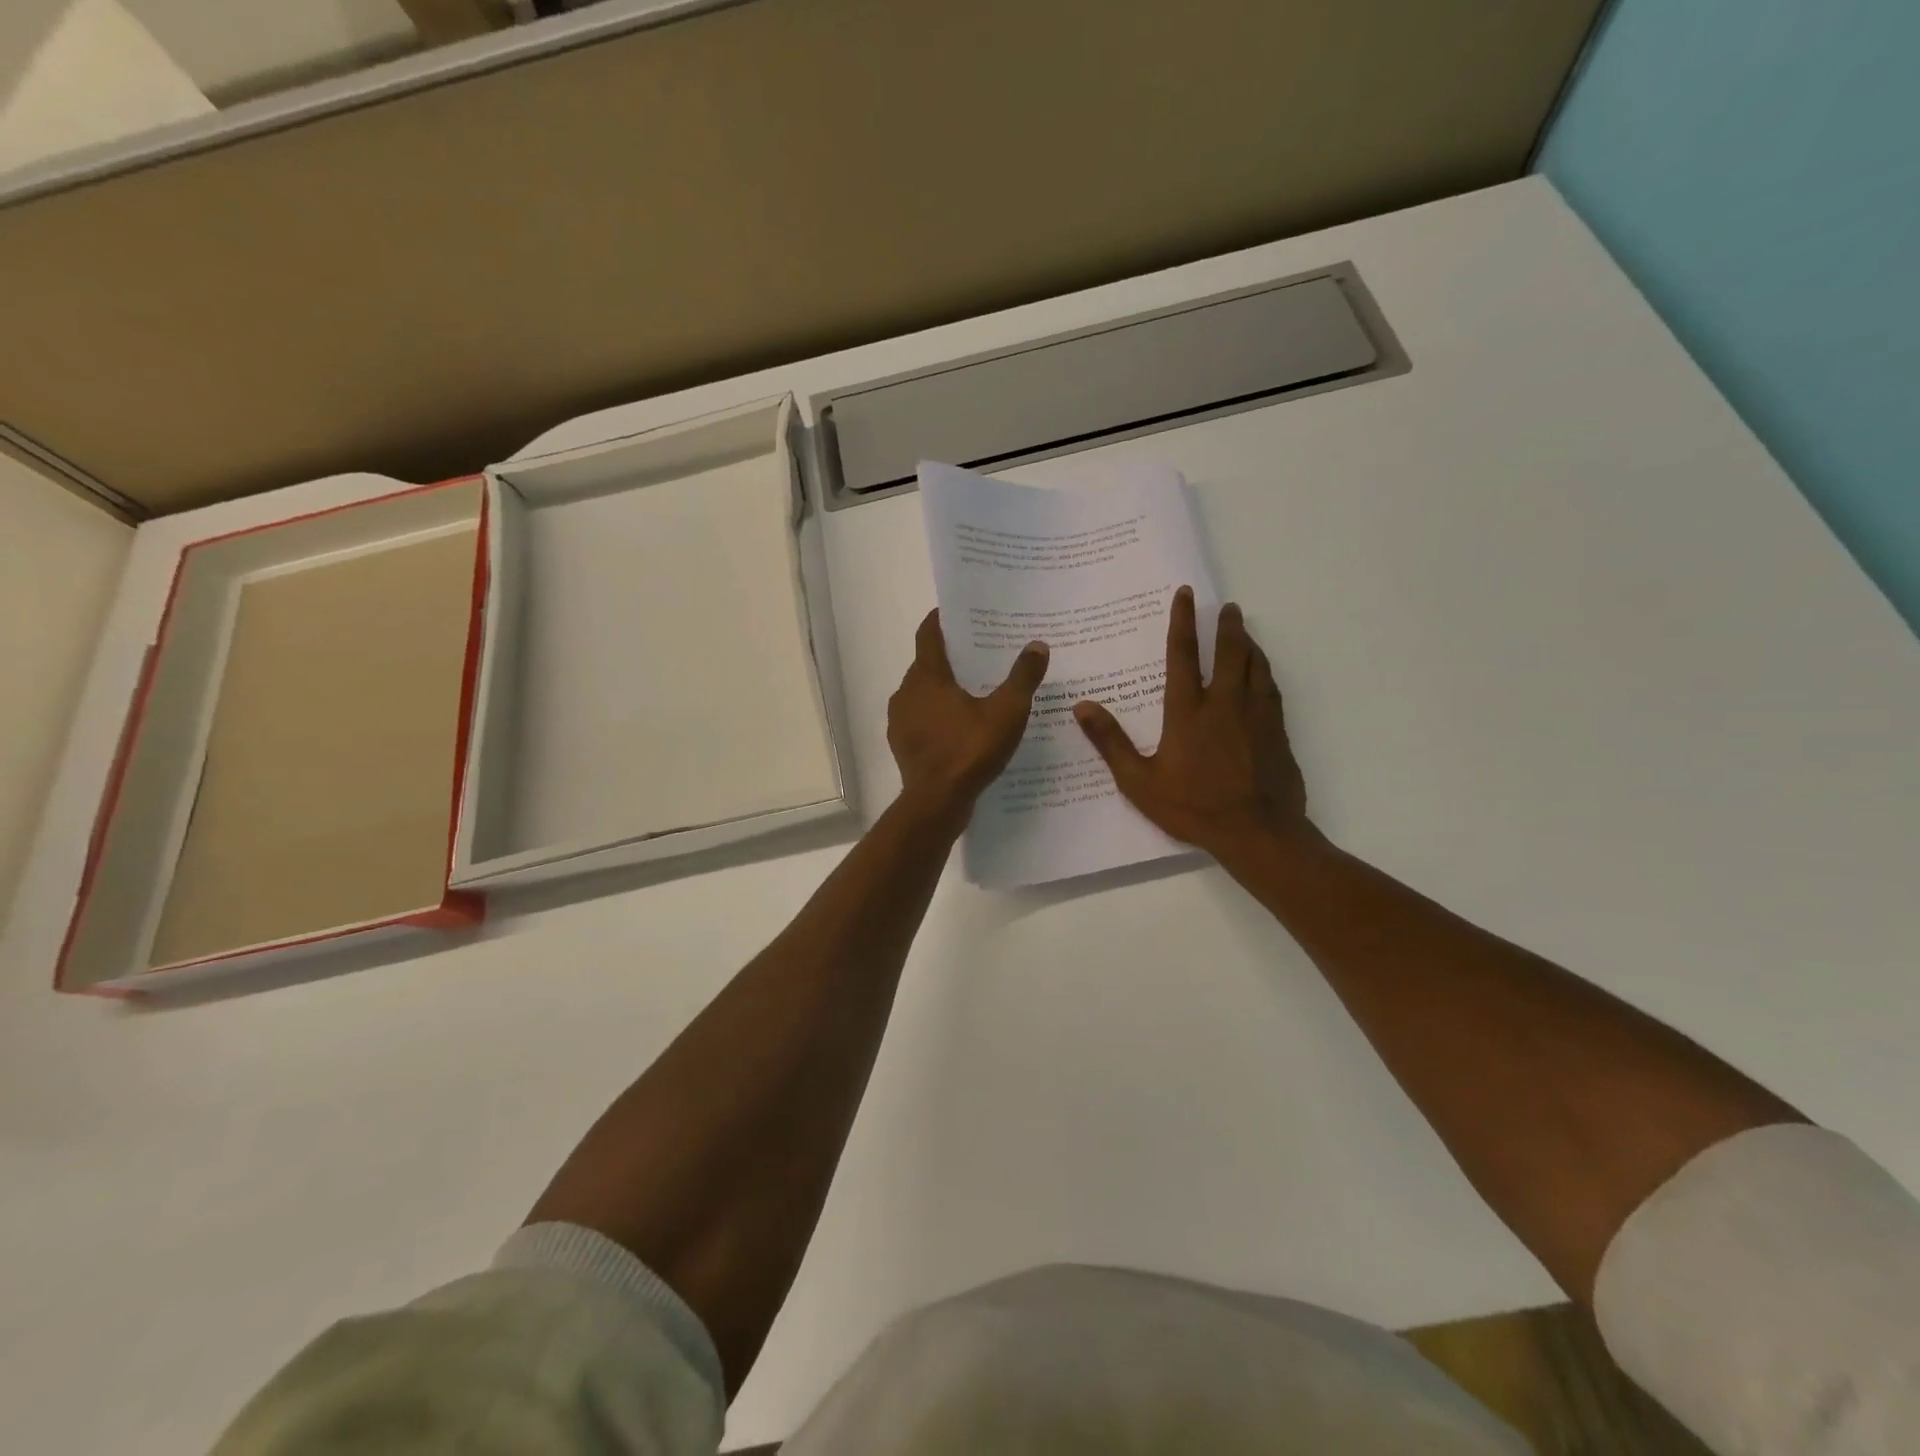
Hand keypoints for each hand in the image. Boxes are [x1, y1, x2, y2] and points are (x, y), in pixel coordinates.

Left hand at [888, 610, 1048, 824]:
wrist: (936, 802)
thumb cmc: (970, 750)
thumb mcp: (1007, 712)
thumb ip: (1022, 677)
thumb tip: (1037, 645)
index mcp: (927, 676)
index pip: (928, 634)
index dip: (941, 619)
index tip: (957, 612)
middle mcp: (906, 692)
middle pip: (926, 664)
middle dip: (950, 657)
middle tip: (980, 654)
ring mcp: (900, 721)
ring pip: (922, 693)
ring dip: (943, 689)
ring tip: (974, 691)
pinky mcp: (903, 745)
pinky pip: (921, 719)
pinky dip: (938, 716)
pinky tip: (961, 727)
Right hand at [1073, 587, 1307, 860]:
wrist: (1257, 832)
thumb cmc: (1193, 807)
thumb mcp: (1139, 781)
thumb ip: (1111, 742)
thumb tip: (1081, 706)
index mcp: (1188, 711)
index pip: (1183, 655)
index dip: (1183, 622)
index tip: (1186, 595)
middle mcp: (1224, 703)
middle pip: (1229, 652)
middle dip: (1226, 626)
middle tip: (1227, 606)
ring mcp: (1256, 715)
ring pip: (1256, 666)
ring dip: (1249, 644)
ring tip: (1244, 631)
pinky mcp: (1277, 731)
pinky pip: (1272, 688)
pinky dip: (1265, 671)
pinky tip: (1263, 673)